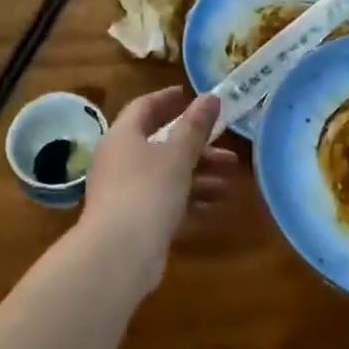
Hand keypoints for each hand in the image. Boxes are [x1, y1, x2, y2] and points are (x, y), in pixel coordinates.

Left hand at [79, 88, 239, 265]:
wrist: (119, 253)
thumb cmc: (148, 191)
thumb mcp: (177, 155)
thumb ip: (195, 127)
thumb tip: (210, 97)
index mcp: (123, 136)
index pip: (144, 108)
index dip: (168, 100)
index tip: (190, 95)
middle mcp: (120, 161)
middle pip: (161, 146)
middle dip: (198, 150)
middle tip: (230, 155)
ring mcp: (125, 193)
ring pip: (166, 177)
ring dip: (198, 178)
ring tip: (229, 185)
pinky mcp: (134, 221)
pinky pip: (165, 204)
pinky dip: (189, 203)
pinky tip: (216, 209)